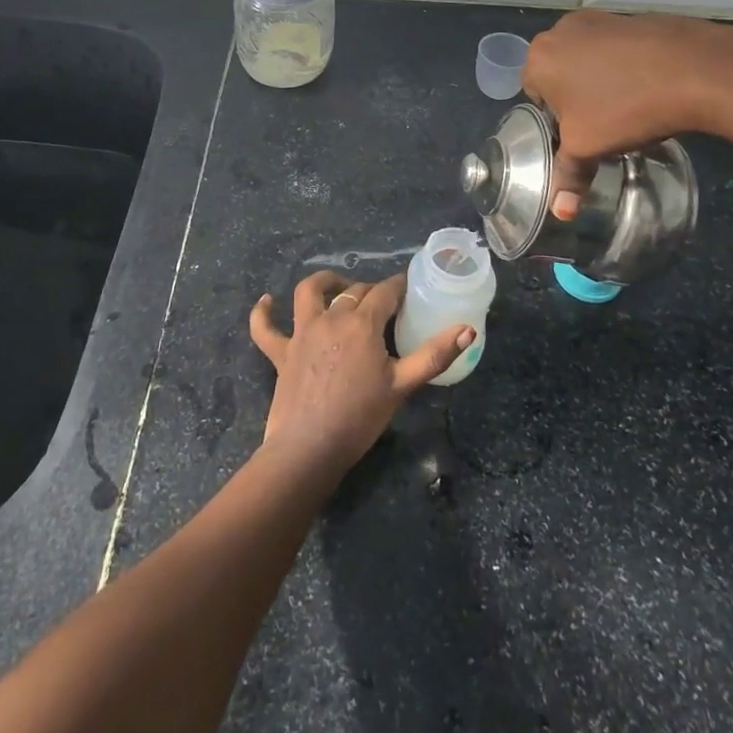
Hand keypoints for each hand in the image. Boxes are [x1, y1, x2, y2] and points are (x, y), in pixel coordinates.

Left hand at [248, 272, 473, 478]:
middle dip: (371, 291)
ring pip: (310, 292)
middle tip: (385, 304)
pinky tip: (266, 302)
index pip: (385, 292)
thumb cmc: (360, 417)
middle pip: (354, 292)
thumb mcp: (403, 386)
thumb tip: (468, 330)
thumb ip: (435, 355)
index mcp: (363, 323)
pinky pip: (265, 327)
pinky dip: (263, 312)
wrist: (309, 448)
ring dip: (324, 283)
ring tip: (338, 286)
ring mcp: (302, 332)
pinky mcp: (280, 352)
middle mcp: (331, 317)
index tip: (410, 288)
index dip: (399, 286)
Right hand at [523, 10, 732, 215]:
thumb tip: (561, 213)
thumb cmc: (624, 108)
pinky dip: (625, 65)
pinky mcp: (629, 16)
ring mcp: (597, 18)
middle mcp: (560, 31)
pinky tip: (647, 86)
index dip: (557, 119)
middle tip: (602, 121)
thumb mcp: (589, 148)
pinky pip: (616, 48)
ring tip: (628, 104)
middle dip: (576, 96)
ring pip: (588, 59)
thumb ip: (568, 176)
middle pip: (559, 73)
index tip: (582, 132)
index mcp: (539, 58)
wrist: (692, 69)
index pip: (535, 95)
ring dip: (599, 80)